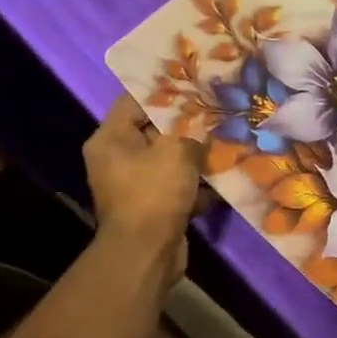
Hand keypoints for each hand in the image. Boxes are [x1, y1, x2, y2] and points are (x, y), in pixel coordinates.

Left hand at [83, 95, 205, 278]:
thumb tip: (204, 120)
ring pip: (169, 159)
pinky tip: (223, 175)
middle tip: (217, 110)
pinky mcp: (152, 206)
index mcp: (110, 139)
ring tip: (226, 140)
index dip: (166, 91)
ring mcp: (134, 185)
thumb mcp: (176, 150)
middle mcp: (116, 159)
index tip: (196, 84)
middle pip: (154, 130)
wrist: (147, 253)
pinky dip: (197, 182)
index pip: (135, 101)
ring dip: (196, 154)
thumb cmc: (153, 193)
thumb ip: (191, 129)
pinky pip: (177, 185)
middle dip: (187, 123)